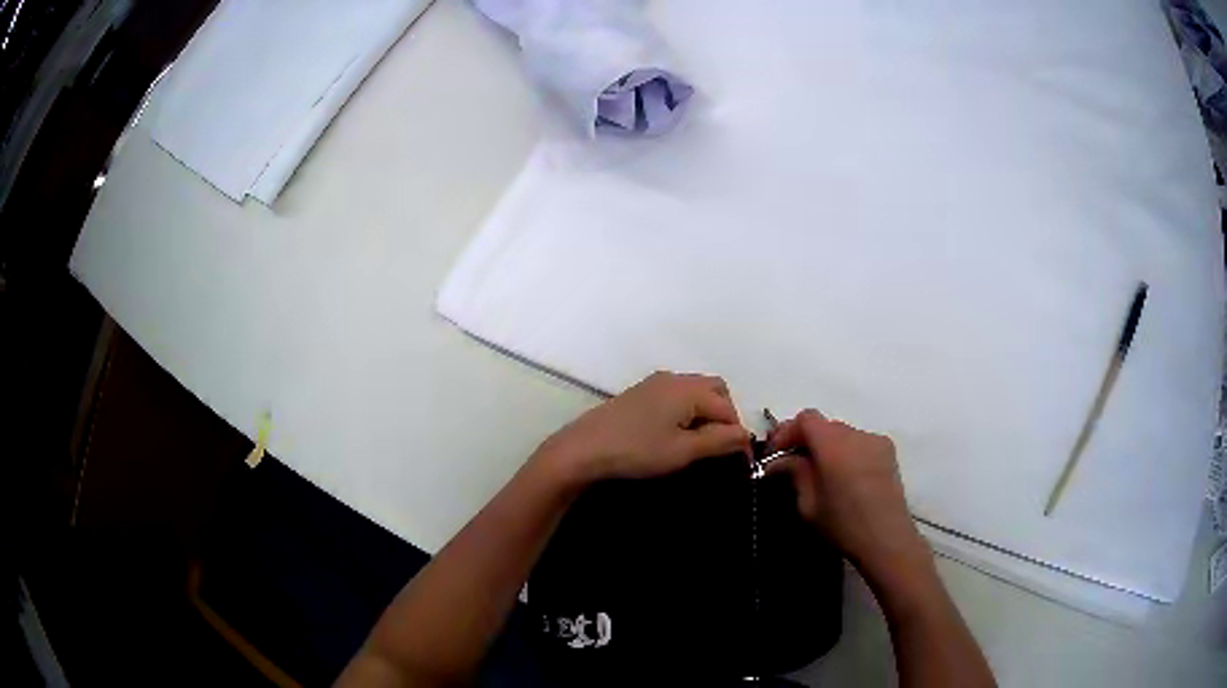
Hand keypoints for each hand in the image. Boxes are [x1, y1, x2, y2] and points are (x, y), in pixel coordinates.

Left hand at [539, 371, 750, 483]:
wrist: (583, 449)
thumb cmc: (636, 451)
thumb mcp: (683, 451)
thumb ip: (719, 441)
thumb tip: (745, 436)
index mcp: (688, 389)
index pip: (728, 408)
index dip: (737, 434)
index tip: (739, 460)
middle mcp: (674, 379)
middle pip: (715, 390)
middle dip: (725, 416)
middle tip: (720, 446)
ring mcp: (654, 383)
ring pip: (695, 391)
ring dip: (706, 412)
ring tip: (700, 443)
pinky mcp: (640, 393)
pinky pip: (677, 395)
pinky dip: (687, 410)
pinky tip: (676, 434)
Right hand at [767, 410, 930, 589]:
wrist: (887, 539)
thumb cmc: (842, 524)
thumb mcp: (808, 504)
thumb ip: (794, 473)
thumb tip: (779, 461)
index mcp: (833, 444)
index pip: (806, 419)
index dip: (787, 433)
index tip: (775, 456)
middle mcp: (856, 434)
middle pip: (825, 425)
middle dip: (805, 440)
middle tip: (791, 464)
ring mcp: (876, 441)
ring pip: (842, 434)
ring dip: (826, 447)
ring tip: (819, 474)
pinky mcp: (888, 452)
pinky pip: (859, 443)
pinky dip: (846, 453)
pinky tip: (844, 478)